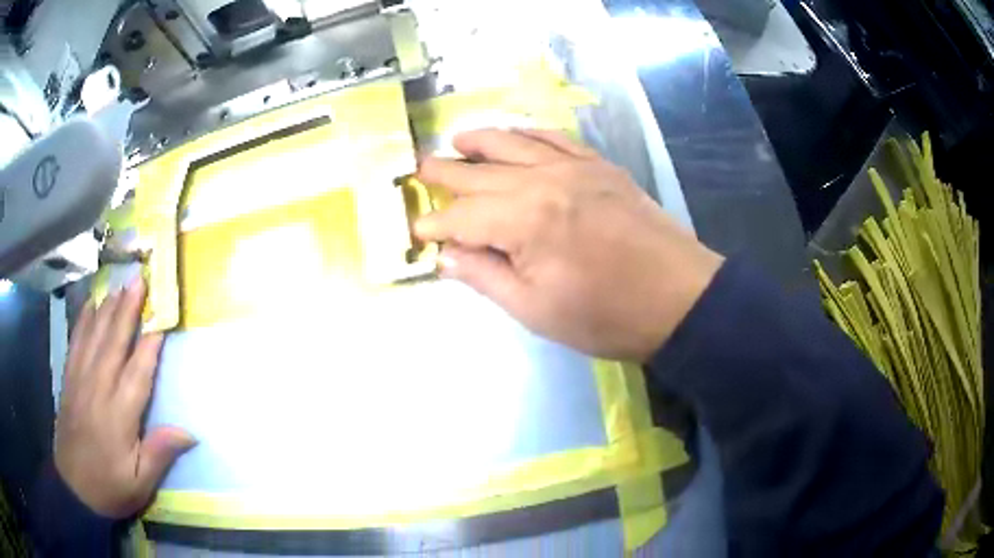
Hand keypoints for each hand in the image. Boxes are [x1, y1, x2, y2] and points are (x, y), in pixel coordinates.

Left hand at [55, 278, 194, 517]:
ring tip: (119, 286)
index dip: (150, 345)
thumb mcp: (139, 484)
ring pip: (94, 336)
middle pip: (114, 343)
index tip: (163, 318)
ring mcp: (80, 381)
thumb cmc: (110, 487)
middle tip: (139, 280)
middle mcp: (98, 390)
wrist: (74, 488)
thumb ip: (159, 454)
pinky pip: (76, 342)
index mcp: (118, 416)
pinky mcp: (69, 380)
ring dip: (107, 309)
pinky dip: (83, 320)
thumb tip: (189, 433)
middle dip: (127, 310)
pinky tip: (90, 304)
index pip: (137, 373)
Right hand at [415, 129, 723, 361]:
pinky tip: (515, 133)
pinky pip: (556, 138)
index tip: (416, 231)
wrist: (680, 299)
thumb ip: (486, 277)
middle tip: (418, 170)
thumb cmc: (606, 316)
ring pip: (514, 143)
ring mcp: (575, 167)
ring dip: (480, 142)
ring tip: (456, 141)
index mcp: (523, 220)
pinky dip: (529, 133)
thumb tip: (446, 256)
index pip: (462, 217)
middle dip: (444, 173)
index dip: (435, 225)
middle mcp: (543, 180)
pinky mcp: (600, 166)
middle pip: (480, 172)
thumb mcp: (536, 310)